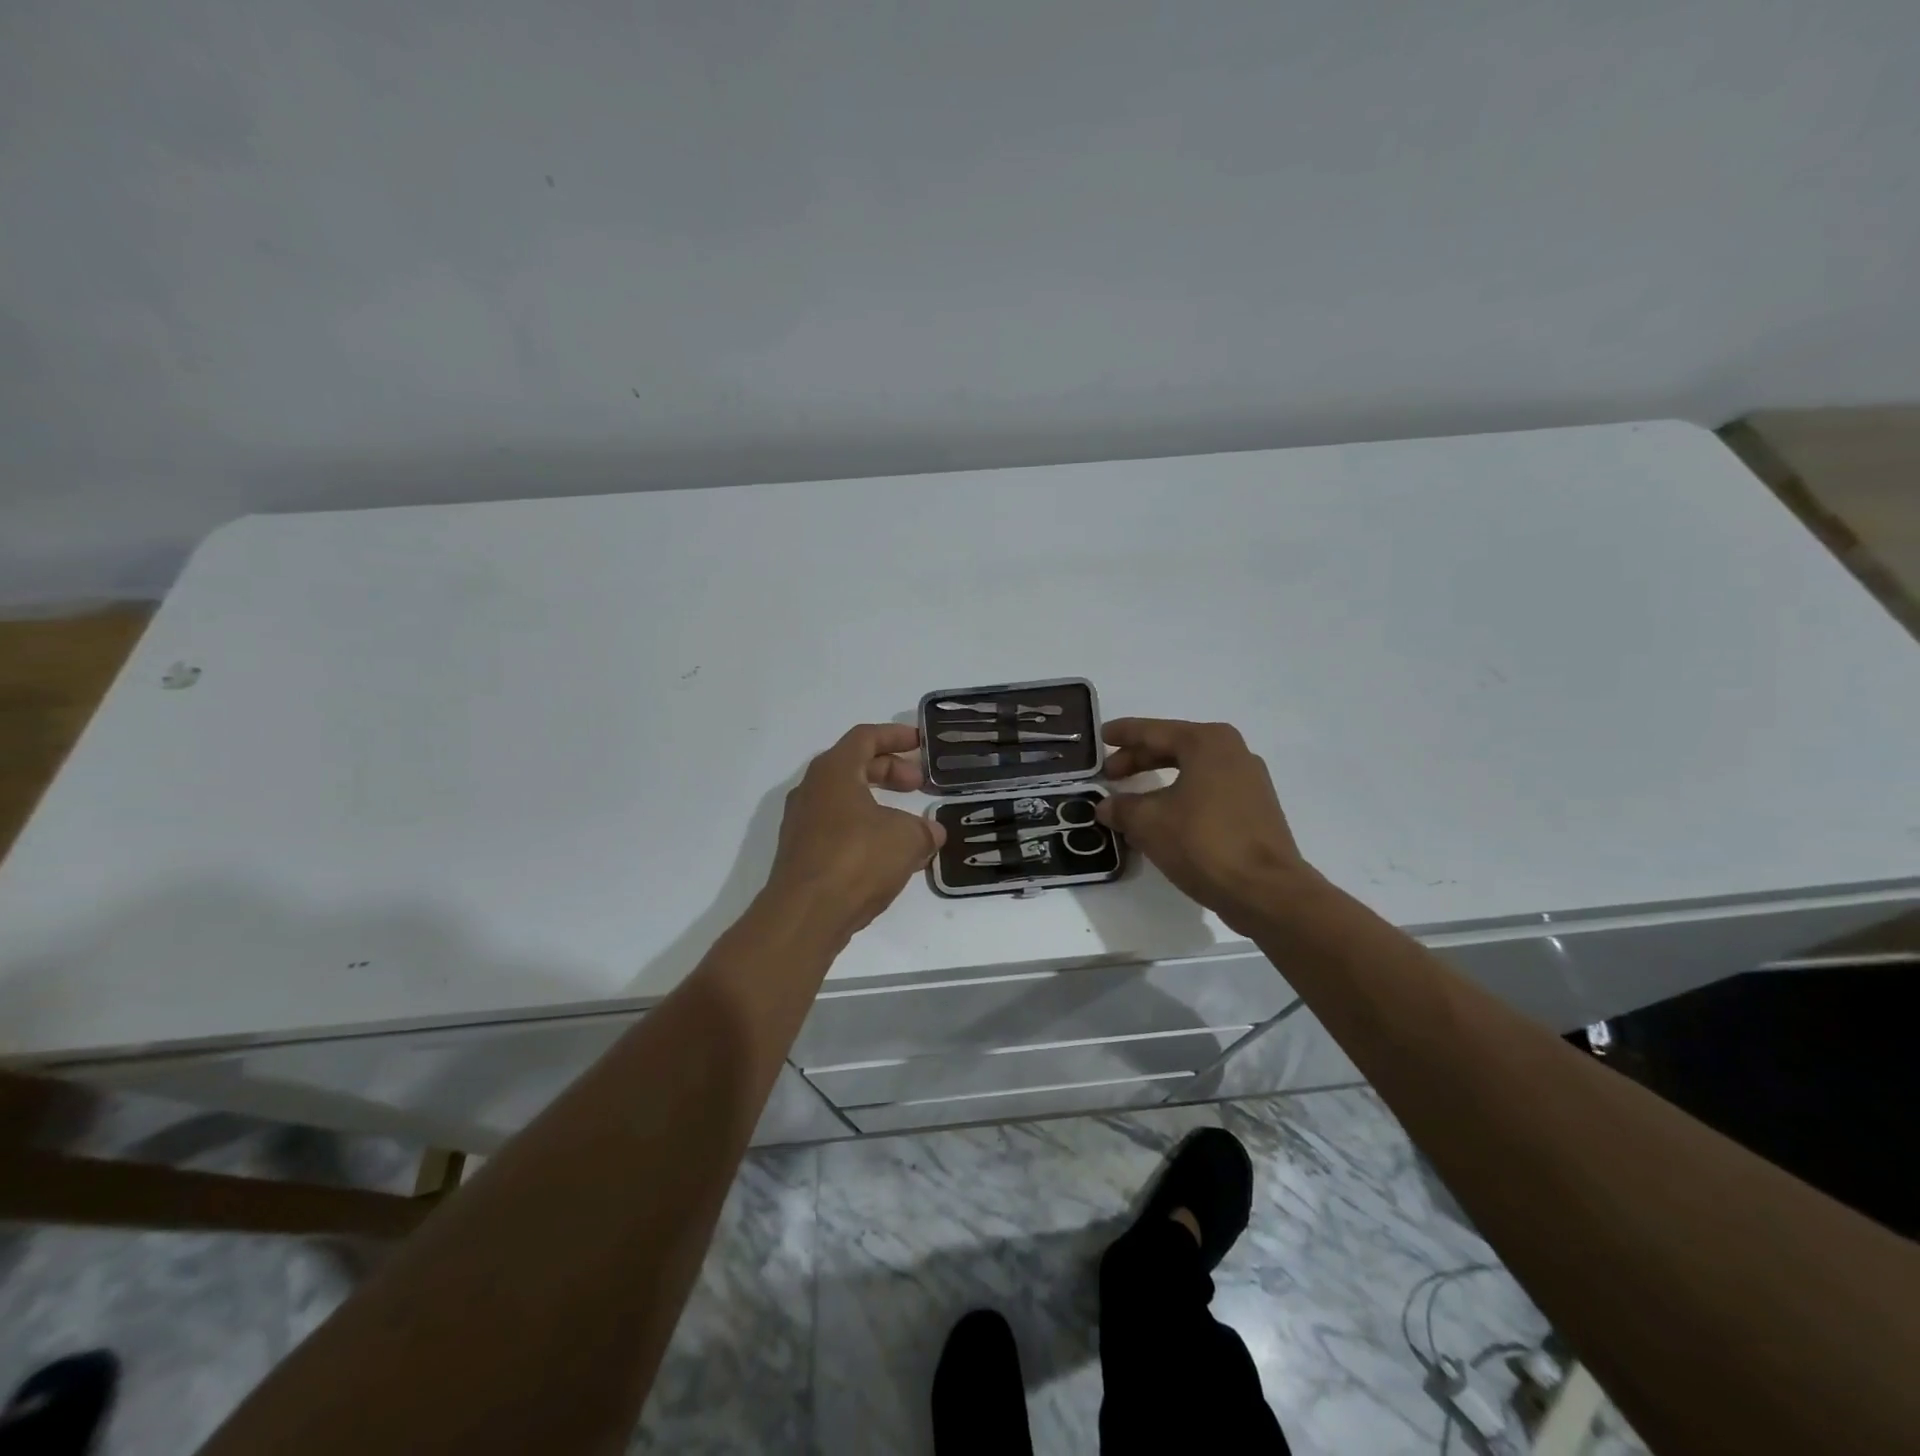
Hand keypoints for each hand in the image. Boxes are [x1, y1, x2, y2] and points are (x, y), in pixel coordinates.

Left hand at [763, 724, 945, 938]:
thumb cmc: (856, 859)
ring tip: (909, 823)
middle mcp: (812, 790)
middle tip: (919, 784)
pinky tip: (889, 854)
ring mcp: (802, 823)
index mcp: (834, 771)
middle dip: (890, 771)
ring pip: (845, 800)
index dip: (896, 736)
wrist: (805, 914)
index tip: (921, 743)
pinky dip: (865, 830)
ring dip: (878, 803)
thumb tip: (931, 832)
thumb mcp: (906, 839)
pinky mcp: (802, 853)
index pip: (865, 737)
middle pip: (854, 766)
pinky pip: (838, 828)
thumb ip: (924, 830)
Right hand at [1096, 718, 1312, 931]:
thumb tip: (1106, 806)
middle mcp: (1232, 752)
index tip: (1101, 736)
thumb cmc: (1203, 842)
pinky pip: (1208, 790)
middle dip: (1139, 759)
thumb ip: (1122, 807)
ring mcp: (1249, 781)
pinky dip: (1181, 796)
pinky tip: (1163, 818)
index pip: (1154, 731)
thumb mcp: (1149, 823)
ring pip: (1192, 770)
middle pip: (1174, 747)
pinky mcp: (1255, 809)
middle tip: (1110, 774)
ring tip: (1132, 799)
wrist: (1266, 890)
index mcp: (1207, 742)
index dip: (1123, 734)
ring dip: (1159, 780)